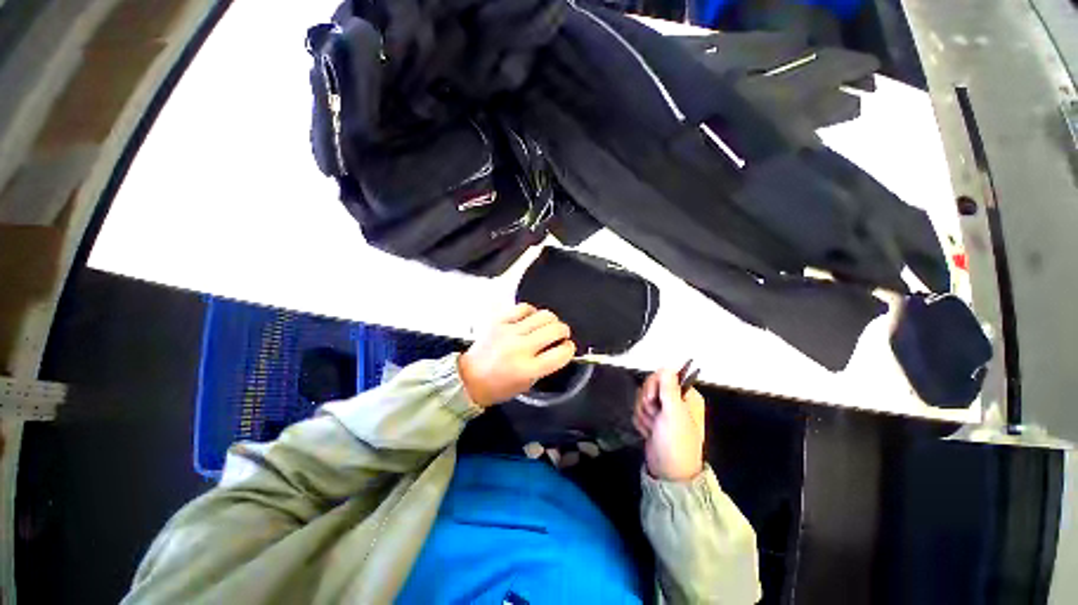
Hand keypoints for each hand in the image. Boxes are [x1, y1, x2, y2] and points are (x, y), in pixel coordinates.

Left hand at [458, 304, 576, 406]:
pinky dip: (532, 312)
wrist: (469, 378)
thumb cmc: (499, 386)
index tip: (567, 348)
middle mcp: (520, 348)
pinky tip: (531, 318)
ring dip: (551, 320)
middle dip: (564, 331)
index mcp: (528, 369)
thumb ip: (546, 366)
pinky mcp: (499, 321)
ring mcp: (509, 332)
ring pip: (543, 315)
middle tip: (560, 335)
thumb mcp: (527, 384)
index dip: (569, 349)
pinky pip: (524, 308)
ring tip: (547, 326)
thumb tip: (560, 348)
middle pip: (555, 329)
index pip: (561, 353)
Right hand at [633, 368, 705, 481]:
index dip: (654, 385)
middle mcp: (675, 400)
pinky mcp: (653, 419)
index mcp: (686, 396)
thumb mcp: (674, 413)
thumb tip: (667, 366)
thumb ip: (669, 388)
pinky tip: (648, 431)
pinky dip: (641, 421)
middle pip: (650, 386)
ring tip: (653, 428)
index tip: (653, 398)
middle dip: (647, 402)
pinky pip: (639, 410)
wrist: (668, 472)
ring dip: (643, 413)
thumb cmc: (676, 442)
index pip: (663, 376)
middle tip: (655, 416)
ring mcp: (663, 411)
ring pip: (642, 398)